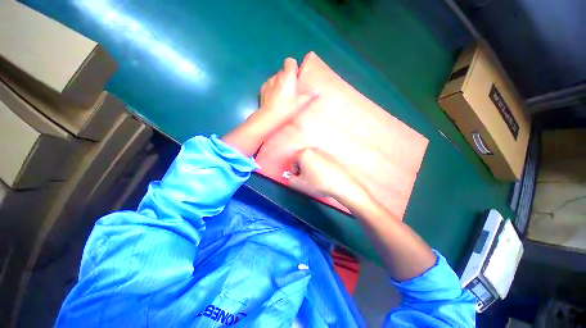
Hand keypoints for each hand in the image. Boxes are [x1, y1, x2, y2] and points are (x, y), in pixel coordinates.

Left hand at [258, 58, 316, 124]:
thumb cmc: (287, 108)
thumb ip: (309, 96)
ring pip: (276, 78)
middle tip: (292, 89)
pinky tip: (274, 98)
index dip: (294, 67)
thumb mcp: (301, 103)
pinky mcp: (263, 89)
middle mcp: (277, 76)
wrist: (270, 116)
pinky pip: (269, 85)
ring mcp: (269, 82)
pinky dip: (272, 89)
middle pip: (283, 71)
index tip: (296, 76)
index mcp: (288, 76)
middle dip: (288, 77)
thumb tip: (316, 92)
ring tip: (283, 95)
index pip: (290, 62)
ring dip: (280, 83)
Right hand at [289, 148, 363, 199]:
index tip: (298, 180)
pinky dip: (319, 169)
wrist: (340, 184)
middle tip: (306, 180)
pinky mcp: (331, 157)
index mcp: (304, 153)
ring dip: (310, 170)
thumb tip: (291, 178)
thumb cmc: (319, 183)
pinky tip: (322, 178)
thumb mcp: (298, 184)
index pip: (293, 163)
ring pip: (311, 162)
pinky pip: (320, 163)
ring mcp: (323, 153)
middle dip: (302, 171)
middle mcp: (313, 150)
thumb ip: (290, 180)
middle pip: (302, 161)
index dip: (294, 173)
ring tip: (315, 180)